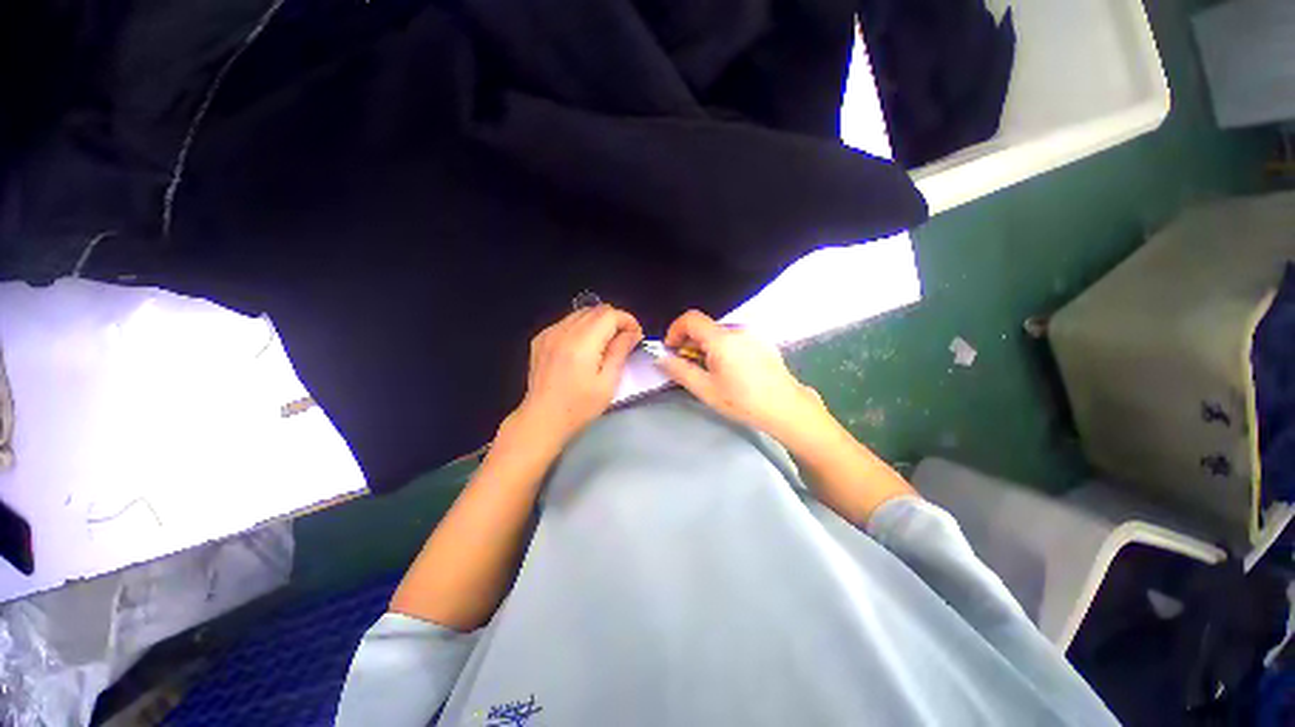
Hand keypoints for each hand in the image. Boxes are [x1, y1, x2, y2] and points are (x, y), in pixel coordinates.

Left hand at [508, 304, 642, 449]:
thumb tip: (632, 333)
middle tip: (624, 339)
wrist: (542, 419)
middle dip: (615, 320)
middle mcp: (563, 332)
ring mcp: (549, 334)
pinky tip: (584, 346)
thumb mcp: (607, 383)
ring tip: (606, 342)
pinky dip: (581, 327)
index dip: (627, 320)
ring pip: (580, 313)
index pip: (609, 315)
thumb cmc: (579, 407)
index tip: (636, 335)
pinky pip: (566, 322)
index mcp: (581, 343)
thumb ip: (620, 352)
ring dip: (598, 322)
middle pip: (595, 310)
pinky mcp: (541, 339)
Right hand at [656, 310, 829, 444]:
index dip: (675, 331)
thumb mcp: (706, 389)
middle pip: (705, 327)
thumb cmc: (743, 401)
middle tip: (688, 366)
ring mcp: (752, 334)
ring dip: (706, 347)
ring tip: (710, 371)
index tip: (671, 350)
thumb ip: (680, 370)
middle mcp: (737, 330)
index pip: (690, 319)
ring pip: (719, 333)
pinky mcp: (762, 342)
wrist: (786, 408)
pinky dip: (722, 348)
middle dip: (690, 343)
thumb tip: (661, 358)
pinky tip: (729, 370)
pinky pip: (734, 338)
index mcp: (722, 339)